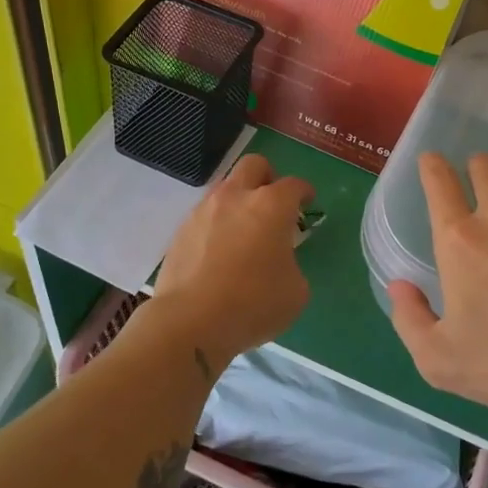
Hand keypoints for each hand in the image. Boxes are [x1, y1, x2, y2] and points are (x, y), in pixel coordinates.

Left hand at [153, 153, 313, 364]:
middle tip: (273, 203)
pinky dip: (216, 224)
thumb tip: (279, 262)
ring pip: (225, 187)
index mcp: (271, 206)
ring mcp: (203, 211)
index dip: (304, 191)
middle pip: (254, 165)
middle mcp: (236, 197)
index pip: (294, 185)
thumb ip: (292, 265)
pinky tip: (219, 252)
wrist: (190, 321)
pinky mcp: (180, 231)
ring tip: (244, 230)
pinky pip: (204, 215)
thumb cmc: (253, 304)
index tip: (307, 202)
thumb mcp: (295, 292)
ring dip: (238, 200)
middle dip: (268, 177)